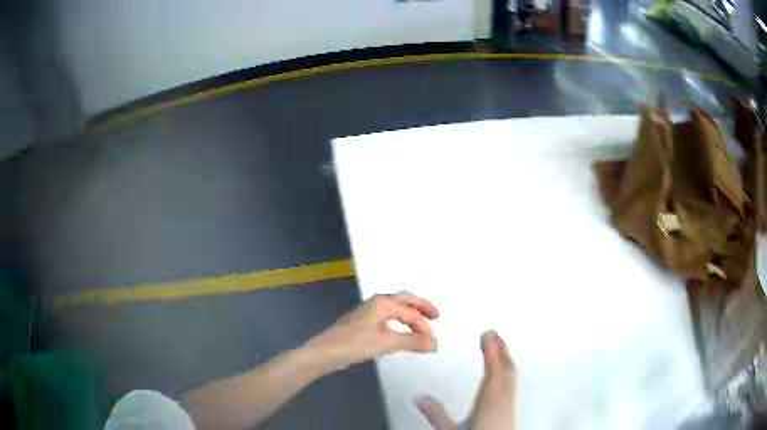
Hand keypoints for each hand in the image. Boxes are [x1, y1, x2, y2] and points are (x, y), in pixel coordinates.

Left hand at [305, 292, 438, 370]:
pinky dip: (400, 321)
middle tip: (436, 316)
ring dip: (410, 313)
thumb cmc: (355, 344)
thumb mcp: (386, 343)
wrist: (326, 352)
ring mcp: (369, 312)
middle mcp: (377, 302)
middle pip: (404, 299)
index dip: (424, 327)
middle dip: (421, 306)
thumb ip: (412, 342)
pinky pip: (388, 317)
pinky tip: (401, 331)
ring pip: (396, 307)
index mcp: (383, 303)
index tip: (432, 342)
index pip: (411, 312)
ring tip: (422, 323)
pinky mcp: (364, 323)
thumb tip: (435, 343)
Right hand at [415, 330, 515, 429]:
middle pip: (507, 367)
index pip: (493, 368)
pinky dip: (509, 369)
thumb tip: (420, 397)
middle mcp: (503, 398)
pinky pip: (513, 382)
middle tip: (494, 332)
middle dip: (501, 348)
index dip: (492, 349)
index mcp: (489, 400)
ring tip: (500, 346)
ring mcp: (510, 403)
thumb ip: (435, 414)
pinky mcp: (512, 408)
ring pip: (512, 374)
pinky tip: (506, 372)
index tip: (487, 333)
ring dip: (507, 356)